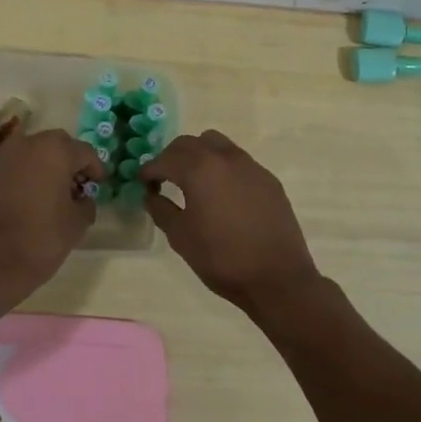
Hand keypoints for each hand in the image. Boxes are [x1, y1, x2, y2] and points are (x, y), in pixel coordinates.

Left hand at [0, 129, 101, 289]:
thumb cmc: (42, 238)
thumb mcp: (77, 222)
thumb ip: (87, 203)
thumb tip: (83, 198)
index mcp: (56, 150)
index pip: (85, 152)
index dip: (96, 169)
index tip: (99, 185)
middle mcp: (30, 143)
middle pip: (59, 145)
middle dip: (71, 163)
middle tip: (79, 187)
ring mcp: (6, 155)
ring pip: (37, 152)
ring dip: (50, 166)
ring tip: (58, 193)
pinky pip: (19, 164)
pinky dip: (31, 173)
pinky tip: (36, 196)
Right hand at [141, 130, 330, 327]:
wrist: (278, 278)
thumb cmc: (222, 258)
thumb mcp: (181, 237)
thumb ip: (161, 209)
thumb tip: (151, 194)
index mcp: (199, 169)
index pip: (165, 159)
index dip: (149, 170)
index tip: (142, 183)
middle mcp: (225, 158)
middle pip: (190, 143)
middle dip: (172, 157)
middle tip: (163, 178)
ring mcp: (250, 166)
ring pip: (216, 143)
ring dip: (198, 154)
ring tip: (193, 179)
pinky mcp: (268, 179)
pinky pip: (238, 160)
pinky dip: (221, 166)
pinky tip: (221, 193)